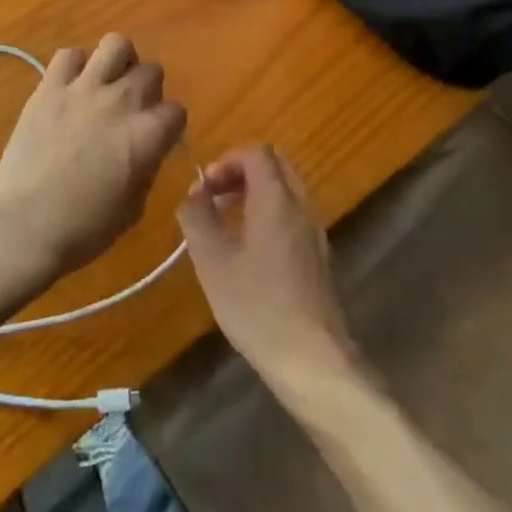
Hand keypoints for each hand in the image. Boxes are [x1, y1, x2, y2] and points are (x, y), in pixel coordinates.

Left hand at [0, 34, 186, 284]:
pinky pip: (69, 55)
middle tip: (132, 112)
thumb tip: (144, 153)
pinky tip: (71, 88)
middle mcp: (121, 101)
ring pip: (116, 44)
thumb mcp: (132, 210)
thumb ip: (145, 170)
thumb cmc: (82, 230)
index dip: (168, 127)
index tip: (156, 140)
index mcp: (147, 135)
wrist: (22, 226)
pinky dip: (75, 67)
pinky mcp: (49, 87)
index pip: (176, 111)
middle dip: (148, 90)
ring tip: (108, 83)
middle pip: (151, 71)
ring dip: (119, 62)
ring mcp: (83, 89)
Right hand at [177, 146, 361, 399]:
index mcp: (276, 198)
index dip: (226, 160)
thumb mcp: (212, 261)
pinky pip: (291, 214)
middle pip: (273, 165)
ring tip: (225, 223)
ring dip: (253, 193)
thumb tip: (193, 195)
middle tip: (213, 198)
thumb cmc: (258, 306)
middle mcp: (301, 205)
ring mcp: (314, 230)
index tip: (204, 187)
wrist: (313, 359)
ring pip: (284, 190)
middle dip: (239, 172)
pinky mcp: (318, 255)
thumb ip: (197, 218)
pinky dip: (268, 214)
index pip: (256, 152)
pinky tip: (248, 251)